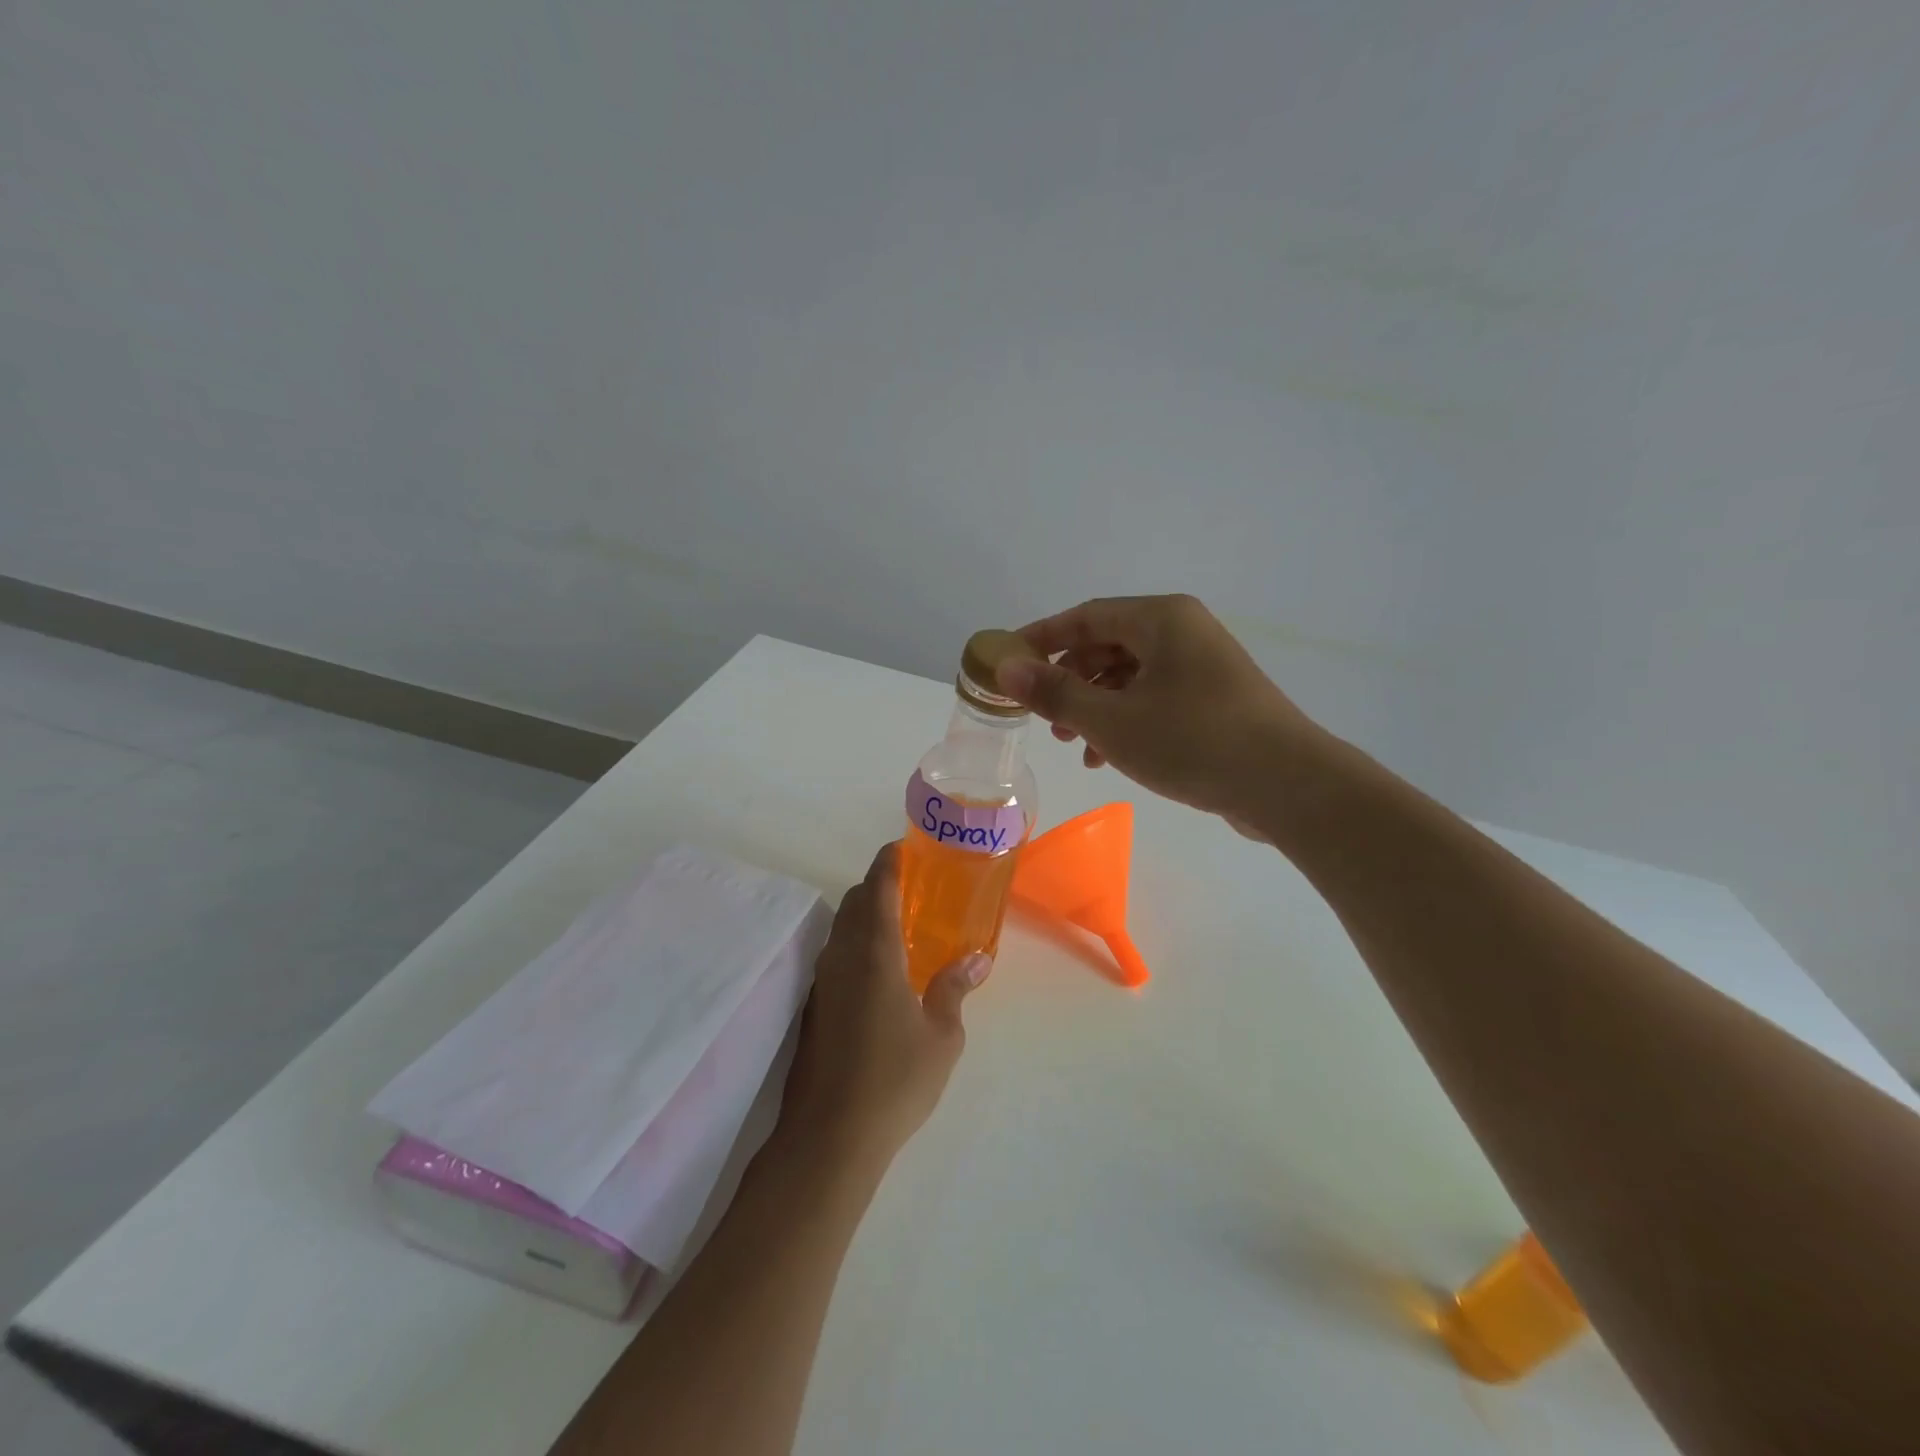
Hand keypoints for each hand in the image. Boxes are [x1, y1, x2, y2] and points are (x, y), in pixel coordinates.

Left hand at [779, 843, 989, 1169]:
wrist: (829, 1137)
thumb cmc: (894, 1080)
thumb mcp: (941, 1036)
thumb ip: (954, 989)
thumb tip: (976, 959)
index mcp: (874, 953)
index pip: (877, 888)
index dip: (889, 861)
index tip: (904, 847)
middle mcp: (842, 957)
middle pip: (855, 902)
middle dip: (879, 885)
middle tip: (912, 890)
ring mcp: (822, 983)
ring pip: (841, 929)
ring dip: (865, 915)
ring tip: (899, 927)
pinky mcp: (813, 1007)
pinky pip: (835, 956)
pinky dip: (855, 945)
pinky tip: (879, 972)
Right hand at [996, 594, 1321, 829]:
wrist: (1288, 785)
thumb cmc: (1193, 741)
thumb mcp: (1112, 720)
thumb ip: (1055, 693)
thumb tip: (1004, 667)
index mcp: (1161, 619)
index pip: (1085, 616)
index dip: (1041, 638)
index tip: (1007, 662)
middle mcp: (1184, 632)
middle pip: (1107, 645)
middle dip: (1069, 680)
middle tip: (1042, 715)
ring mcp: (1203, 666)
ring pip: (1130, 676)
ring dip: (1094, 706)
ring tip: (1072, 745)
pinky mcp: (1214, 699)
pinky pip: (1155, 698)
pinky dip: (1125, 720)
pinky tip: (1107, 757)